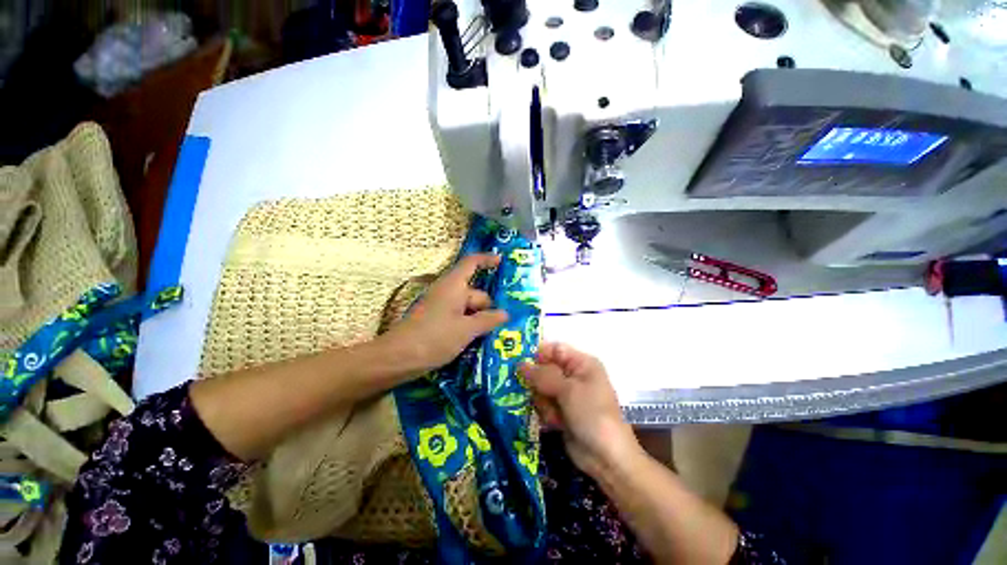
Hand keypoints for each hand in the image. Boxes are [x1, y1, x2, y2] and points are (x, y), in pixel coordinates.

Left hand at [386, 253, 508, 372]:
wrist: (397, 359)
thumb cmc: (434, 338)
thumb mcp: (466, 330)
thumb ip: (488, 320)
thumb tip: (505, 314)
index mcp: (453, 285)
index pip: (471, 263)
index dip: (487, 260)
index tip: (502, 261)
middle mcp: (447, 292)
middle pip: (474, 292)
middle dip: (489, 307)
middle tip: (506, 323)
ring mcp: (441, 307)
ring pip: (468, 308)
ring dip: (481, 319)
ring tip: (496, 334)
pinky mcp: (437, 321)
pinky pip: (459, 318)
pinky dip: (470, 326)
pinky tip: (479, 340)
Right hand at [520, 343, 642, 478]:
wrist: (606, 457)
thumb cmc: (591, 414)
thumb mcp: (568, 389)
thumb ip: (542, 375)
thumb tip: (520, 364)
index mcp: (581, 363)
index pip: (554, 349)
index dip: (537, 355)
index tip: (519, 364)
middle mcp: (573, 375)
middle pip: (544, 369)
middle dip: (540, 384)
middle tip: (542, 394)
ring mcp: (567, 394)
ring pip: (541, 388)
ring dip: (544, 402)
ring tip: (555, 413)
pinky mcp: (561, 411)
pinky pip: (544, 404)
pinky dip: (547, 413)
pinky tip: (556, 423)